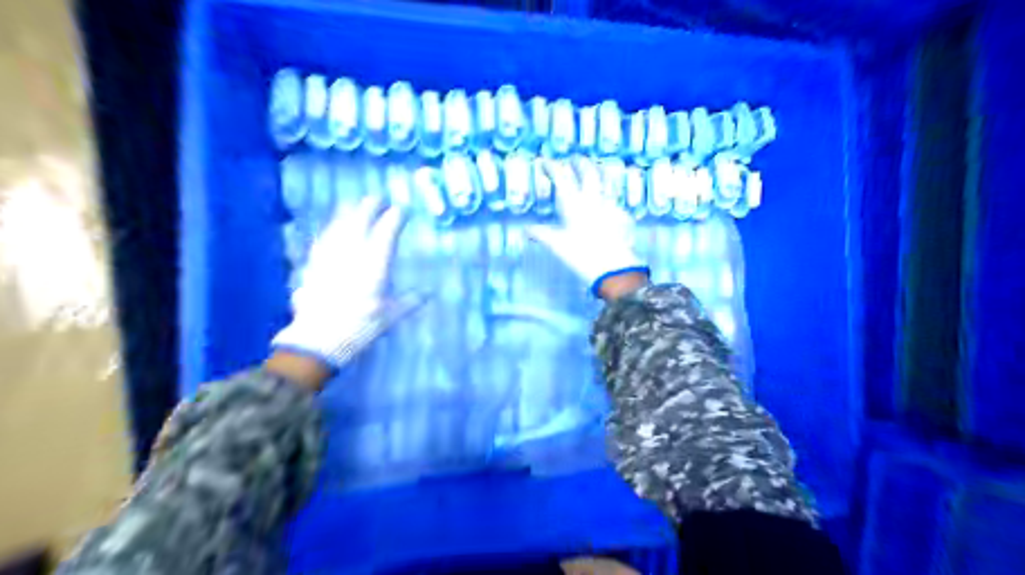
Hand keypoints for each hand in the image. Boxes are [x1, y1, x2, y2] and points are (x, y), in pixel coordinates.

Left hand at [271, 195, 422, 376]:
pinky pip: (323, 239)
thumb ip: (409, 301)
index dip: (396, 217)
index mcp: (375, 263)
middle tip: (378, 199)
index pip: (387, 231)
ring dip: (348, 213)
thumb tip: (428, 293)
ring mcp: (331, 256)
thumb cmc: (361, 326)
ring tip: (354, 205)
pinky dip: (330, 230)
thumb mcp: (391, 316)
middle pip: (360, 221)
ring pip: (339, 226)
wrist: (319, 338)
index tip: (403, 210)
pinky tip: (330, 229)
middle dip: (370, 206)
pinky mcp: (314, 264)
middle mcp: (352, 253)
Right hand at [528, 157, 647, 298]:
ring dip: (599, 172)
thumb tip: (526, 230)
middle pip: (587, 172)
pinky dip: (610, 196)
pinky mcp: (622, 216)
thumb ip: (541, 234)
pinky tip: (609, 202)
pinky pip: (615, 200)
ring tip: (596, 169)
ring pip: (605, 181)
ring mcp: (610, 205)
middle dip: (579, 163)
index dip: (552, 167)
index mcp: (574, 203)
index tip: (544, 162)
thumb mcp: (557, 245)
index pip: (561, 177)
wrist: (613, 268)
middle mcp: (592, 199)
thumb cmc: (581, 255)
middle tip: (573, 159)